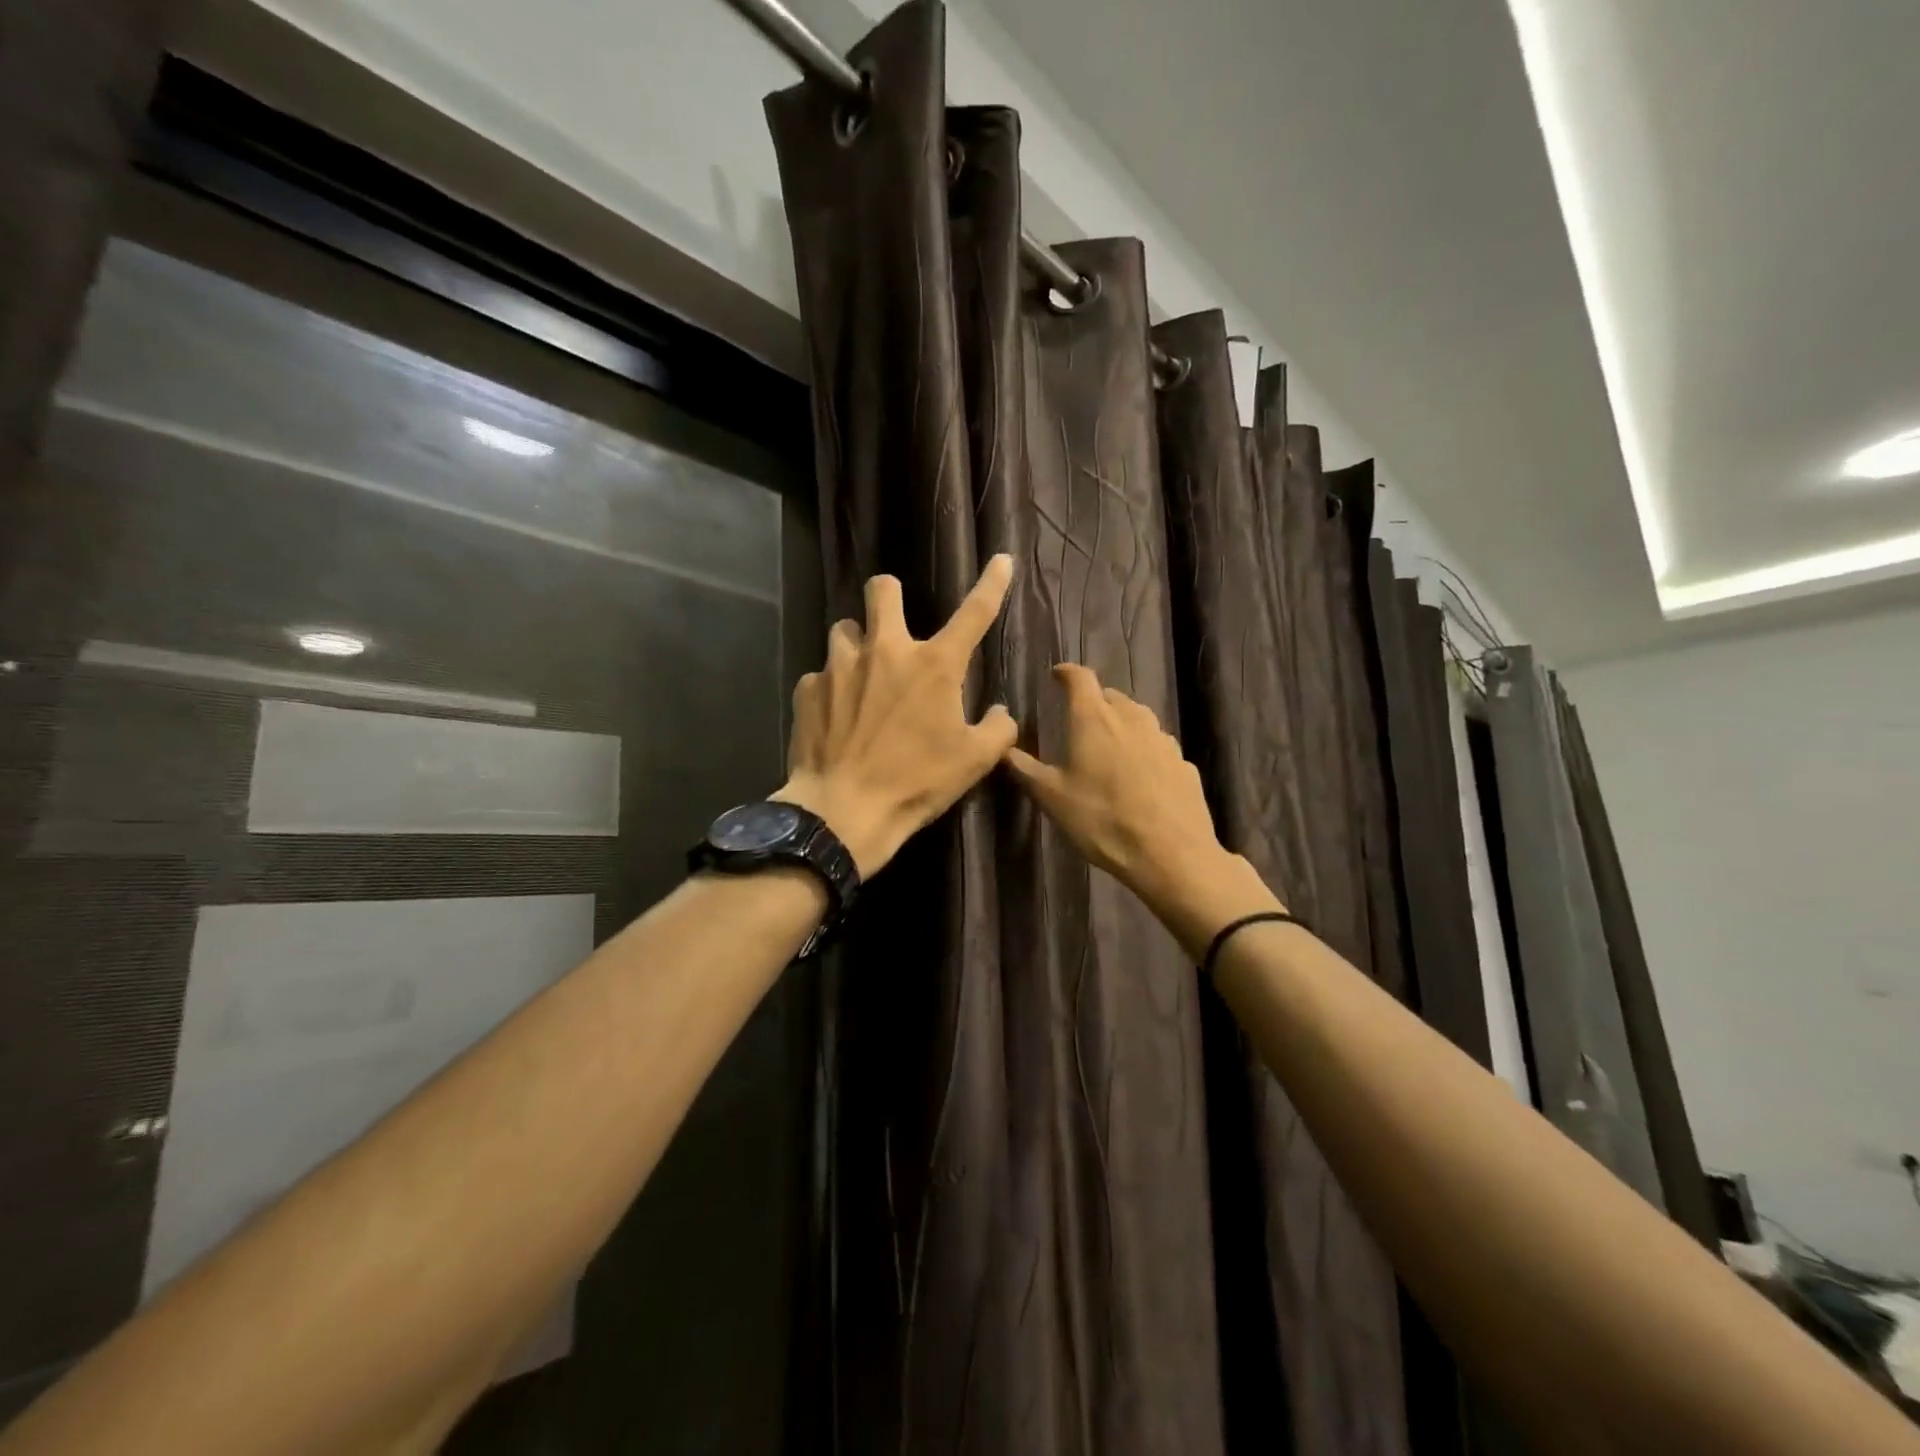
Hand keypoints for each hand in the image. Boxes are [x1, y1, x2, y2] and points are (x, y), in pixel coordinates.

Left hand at [775, 557, 1018, 877]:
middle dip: (890, 596)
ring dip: (857, 645)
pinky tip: (836, 717)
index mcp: (934, 665)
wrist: (844, 811)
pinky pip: (821, 675)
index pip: (974, 612)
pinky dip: (832, 689)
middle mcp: (885, 651)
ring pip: (845, 630)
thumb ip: (997, 729)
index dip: (991, 583)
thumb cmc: (917, 782)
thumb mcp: (974, 761)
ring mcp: (840, 666)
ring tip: (861, 677)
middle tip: (893, 623)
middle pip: (883, 590)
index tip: (999, 560)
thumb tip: (998, 713)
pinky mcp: (808, 689)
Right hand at [1003, 664, 1277, 951]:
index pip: (1080, 678)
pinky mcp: (1184, 763)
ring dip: (1121, 725)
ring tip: (1108, 749)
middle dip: (1094, 703)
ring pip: (1138, 720)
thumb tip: (1003, 748)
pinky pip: (1158, 748)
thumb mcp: (1052, 798)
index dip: (1066, 673)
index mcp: (1095, 719)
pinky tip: (1139, 778)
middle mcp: (1132, 718)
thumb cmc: (1102, 820)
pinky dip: (1144, 752)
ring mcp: (1163, 740)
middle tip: (1079, 722)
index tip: (1056, 675)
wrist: (1171, 854)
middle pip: (1111, 697)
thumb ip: (1025, 769)